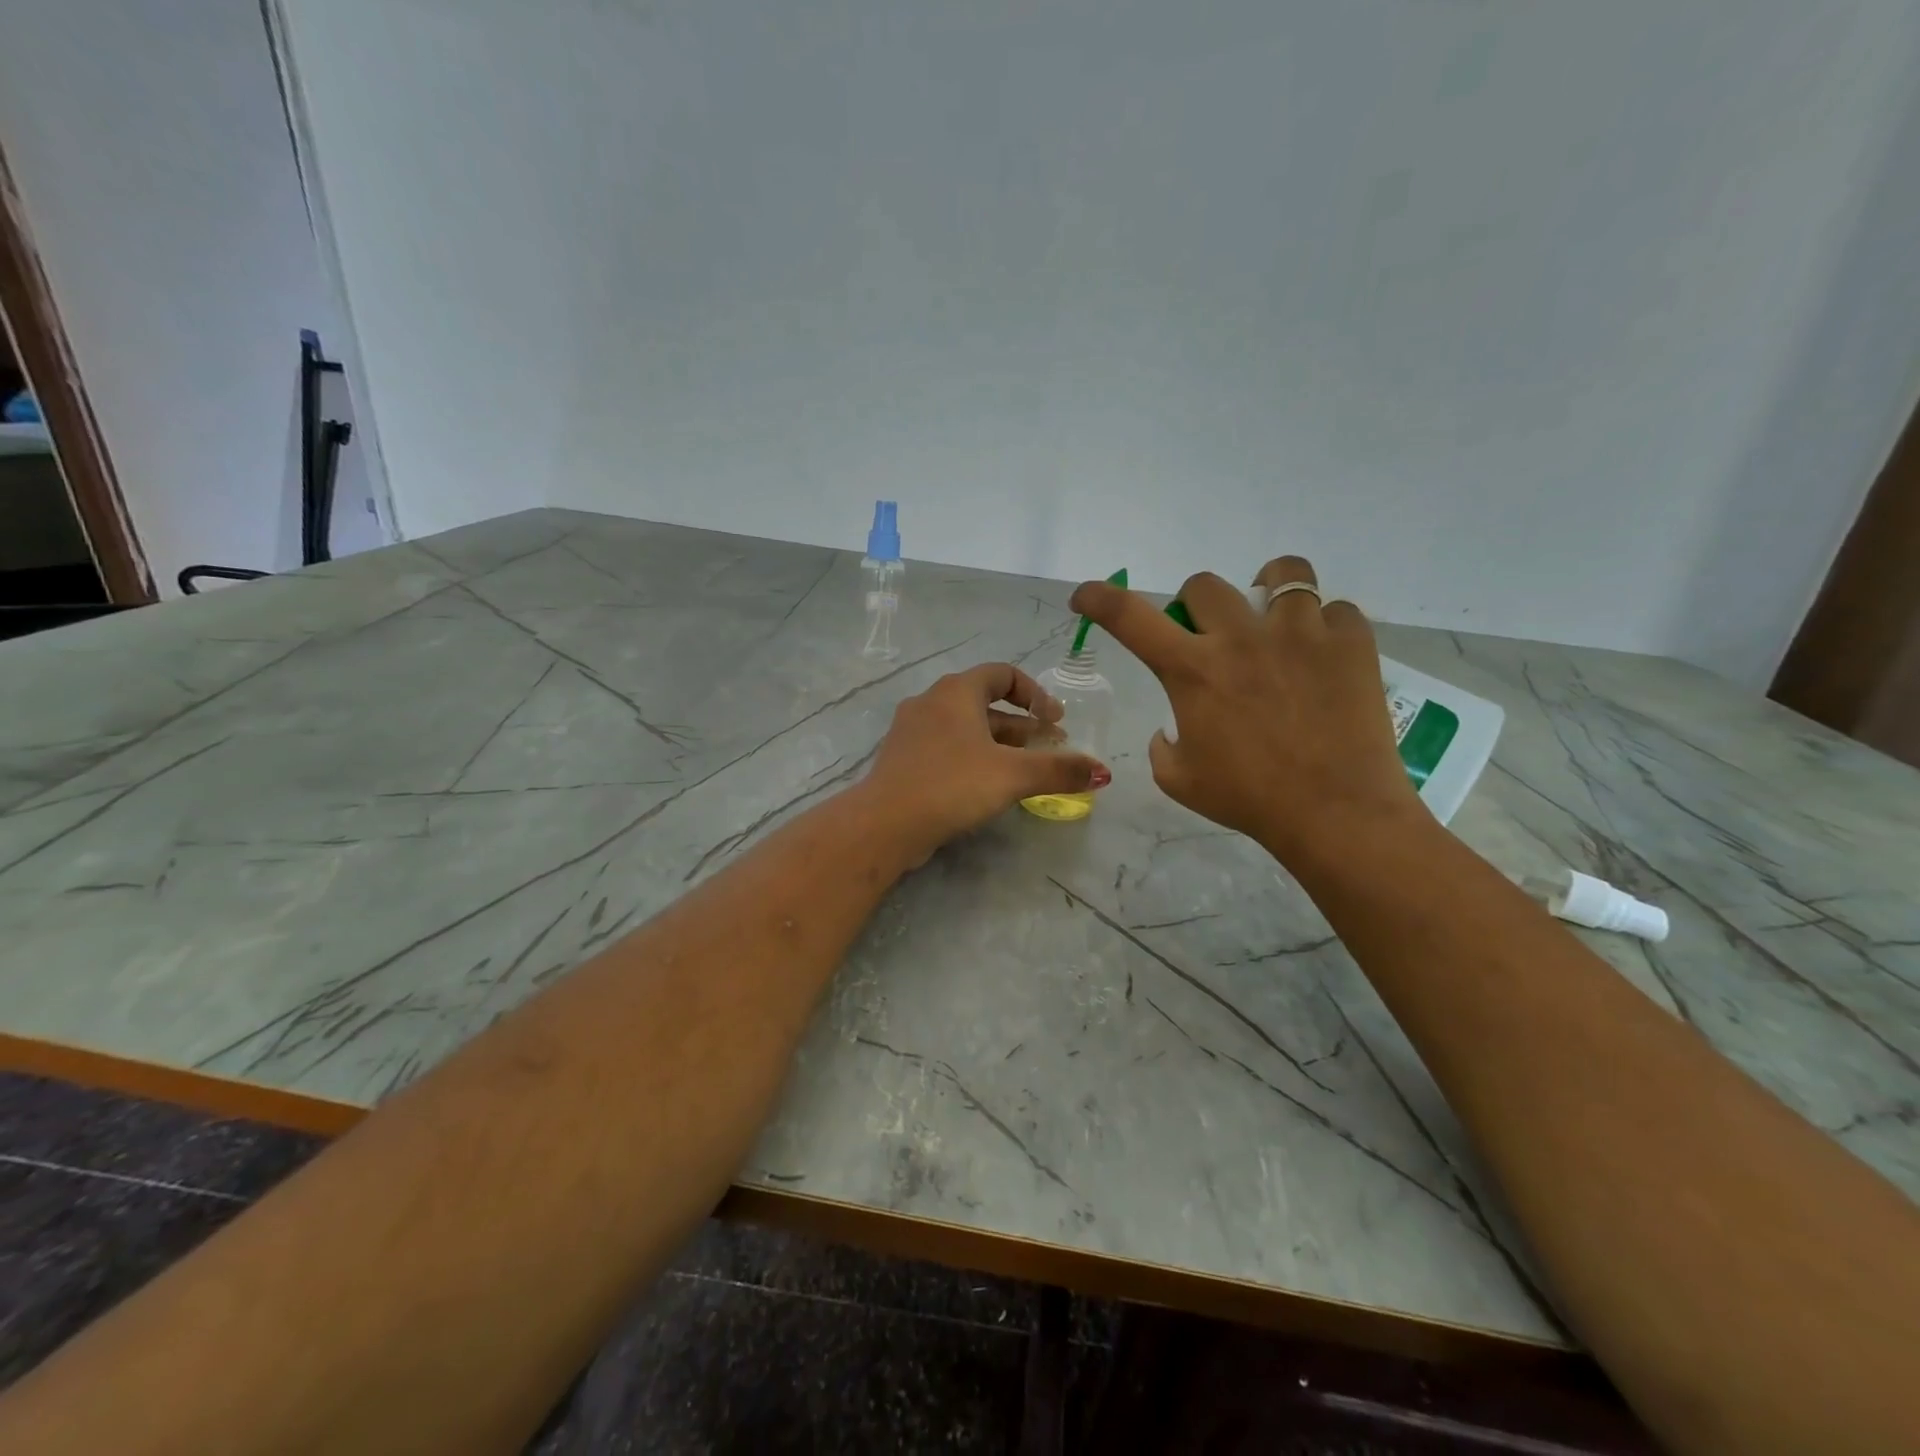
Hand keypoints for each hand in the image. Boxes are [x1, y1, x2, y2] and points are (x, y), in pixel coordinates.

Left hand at [861, 662, 1109, 856]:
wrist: (885, 823)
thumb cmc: (951, 785)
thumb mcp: (1013, 775)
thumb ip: (1059, 770)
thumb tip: (1102, 772)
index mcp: (956, 692)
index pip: (1003, 673)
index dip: (1035, 693)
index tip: (1055, 721)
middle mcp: (931, 702)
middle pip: (985, 703)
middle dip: (1021, 725)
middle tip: (1048, 749)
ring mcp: (913, 731)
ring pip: (966, 729)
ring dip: (999, 744)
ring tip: (1026, 771)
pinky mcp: (904, 760)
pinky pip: (947, 749)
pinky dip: (974, 759)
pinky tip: (988, 788)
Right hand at [1069, 556, 1420, 865]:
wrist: (1335, 812)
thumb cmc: (1249, 799)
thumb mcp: (1179, 780)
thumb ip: (1161, 745)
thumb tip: (1170, 727)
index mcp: (1192, 671)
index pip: (1129, 617)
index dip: (1099, 597)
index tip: (1085, 595)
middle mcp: (1241, 638)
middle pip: (1203, 585)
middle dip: (1194, 607)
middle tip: (1208, 636)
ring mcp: (1300, 633)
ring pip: (1283, 574)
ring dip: (1268, 594)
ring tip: (1275, 623)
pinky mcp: (1351, 642)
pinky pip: (1335, 610)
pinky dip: (1324, 628)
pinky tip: (1322, 658)